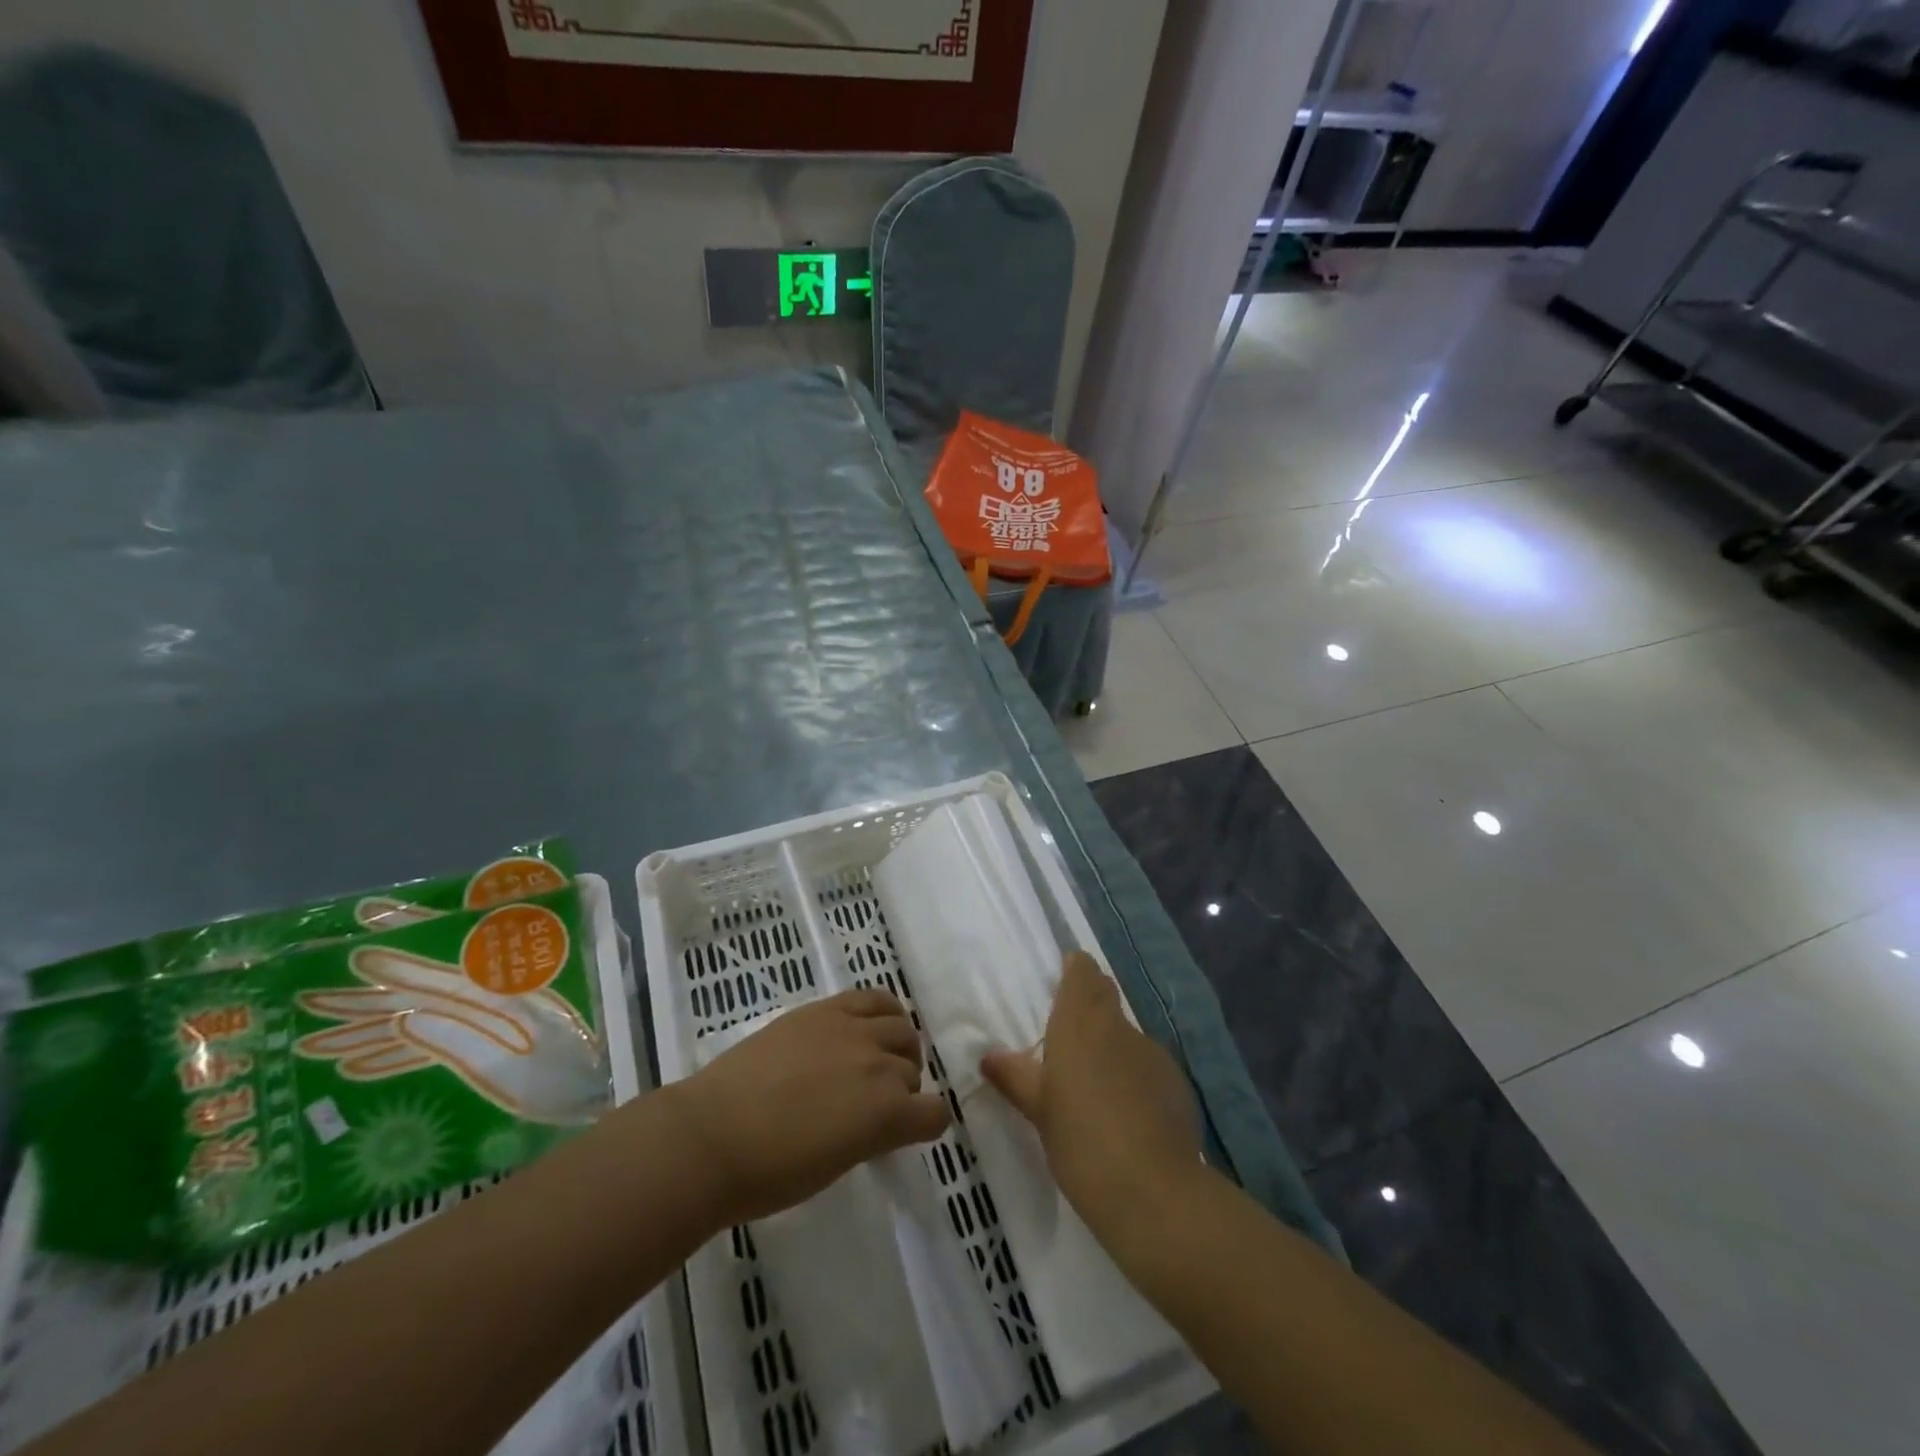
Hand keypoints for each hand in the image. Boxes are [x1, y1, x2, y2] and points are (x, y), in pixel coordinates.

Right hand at [294, 947, 609, 1124]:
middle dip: (368, 996)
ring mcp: (484, 1028)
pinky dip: (394, 1055)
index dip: (400, 954)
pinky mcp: (483, 1052)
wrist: (593, 1098)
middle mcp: (489, 1003)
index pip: (439, 970)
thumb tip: (403, 1018)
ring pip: (418, 1021)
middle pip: (420, 994)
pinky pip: (431, 1048)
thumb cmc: (560, 1076)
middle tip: (309, 997)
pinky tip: (354, 1067)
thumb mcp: (511, 1061)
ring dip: (370, 1029)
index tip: (356, 939)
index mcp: (500, 994)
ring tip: (312, 1042)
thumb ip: (461, 1038)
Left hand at [666, 988, 950, 1226]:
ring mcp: (852, 1030)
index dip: (923, 1125)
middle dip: (903, 1088)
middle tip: (874, 1102)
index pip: (934, 1115)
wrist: (711, 1136)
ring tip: (871, 1060)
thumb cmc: (770, 1173)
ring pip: (901, 1027)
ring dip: (896, 1047)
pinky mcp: (825, 1009)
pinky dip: (882, 1011)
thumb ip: (871, 1135)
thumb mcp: (836, 1165)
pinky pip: (873, 997)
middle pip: (913, 1070)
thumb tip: (877, 1119)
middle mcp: (879, 1064)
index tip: (903, 1132)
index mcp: (886, 1115)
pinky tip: (867, 1026)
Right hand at [981, 952, 1201, 1240]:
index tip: (1063, 977)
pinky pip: (1148, 1068)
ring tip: (1095, 1086)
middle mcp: (1119, 1026)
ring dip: (1111, 1048)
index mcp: (1081, 1021)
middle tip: (1068, 1032)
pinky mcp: (1177, 1085)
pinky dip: (1134, 1079)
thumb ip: (1015, 1077)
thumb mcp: (1038, 1110)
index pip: (1083, 971)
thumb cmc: (1081, 1139)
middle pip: (1106, 997)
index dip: (1075, 970)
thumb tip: (989, 1056)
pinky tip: (1127, 1115)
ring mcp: (1154, 1054)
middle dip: (1090, 1003)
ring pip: (1127, 1036)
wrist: (1153, 1192)